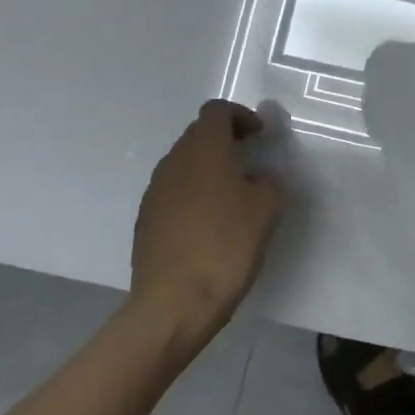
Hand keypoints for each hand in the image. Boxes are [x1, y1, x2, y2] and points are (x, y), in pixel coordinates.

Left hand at [131, 100, 284, 336]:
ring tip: (233, 196)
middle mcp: (174, 162)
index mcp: (204, 150)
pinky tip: (210, 224)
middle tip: (251, 162)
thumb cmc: (226, 245)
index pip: (217, 111)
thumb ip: (269, 182)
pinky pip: (174, 192)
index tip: (260, 137)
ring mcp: (154, 192)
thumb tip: (258, 179)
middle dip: (225, 141)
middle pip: (198, 135)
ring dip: (208, 169)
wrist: (174, 303)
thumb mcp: (267, 208)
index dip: (242, 116)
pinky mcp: (146, 220)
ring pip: (185, 164)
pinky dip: (194, 195)